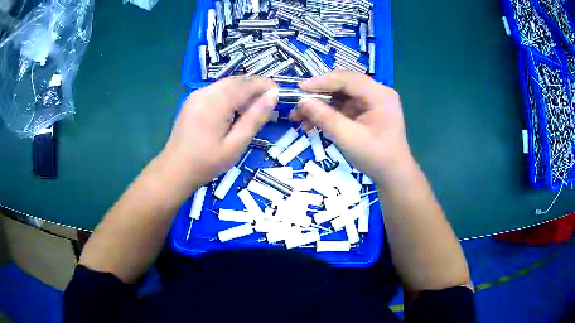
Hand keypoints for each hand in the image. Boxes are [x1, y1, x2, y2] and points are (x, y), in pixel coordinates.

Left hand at [163, 76, 277, 189]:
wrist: (175, 169)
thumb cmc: (206, 162)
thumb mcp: (235, 145)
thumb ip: (254, 119)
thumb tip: (273, 96)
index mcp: (216, 103)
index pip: (246, 85)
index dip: (264, 85)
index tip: (279, 91)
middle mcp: (205, 92)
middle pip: (235, 81)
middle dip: (254, 86)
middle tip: (268, 100)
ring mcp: (196, 95)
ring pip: (225, 84)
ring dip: (242, 90)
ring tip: (253, 106)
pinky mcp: (192, 100)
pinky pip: (216, 90)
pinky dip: (230, 94)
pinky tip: (234, 109)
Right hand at [290, 71, 411, 179]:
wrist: (393, 175)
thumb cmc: (375, 157)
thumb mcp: (348, 138)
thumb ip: (324, 117)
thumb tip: (301, 102)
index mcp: (380, 95)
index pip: (347, 79)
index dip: (321, 82)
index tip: (299, 89)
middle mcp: (377, 93)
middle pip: (343, 86)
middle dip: (318, 95)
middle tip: (297, 104)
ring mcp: (372, 102)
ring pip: (340, 96)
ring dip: (320, 106)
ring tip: (299, 118)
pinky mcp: (366, 111)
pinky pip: (343, 107)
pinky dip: (328, 114)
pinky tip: (312, 123)